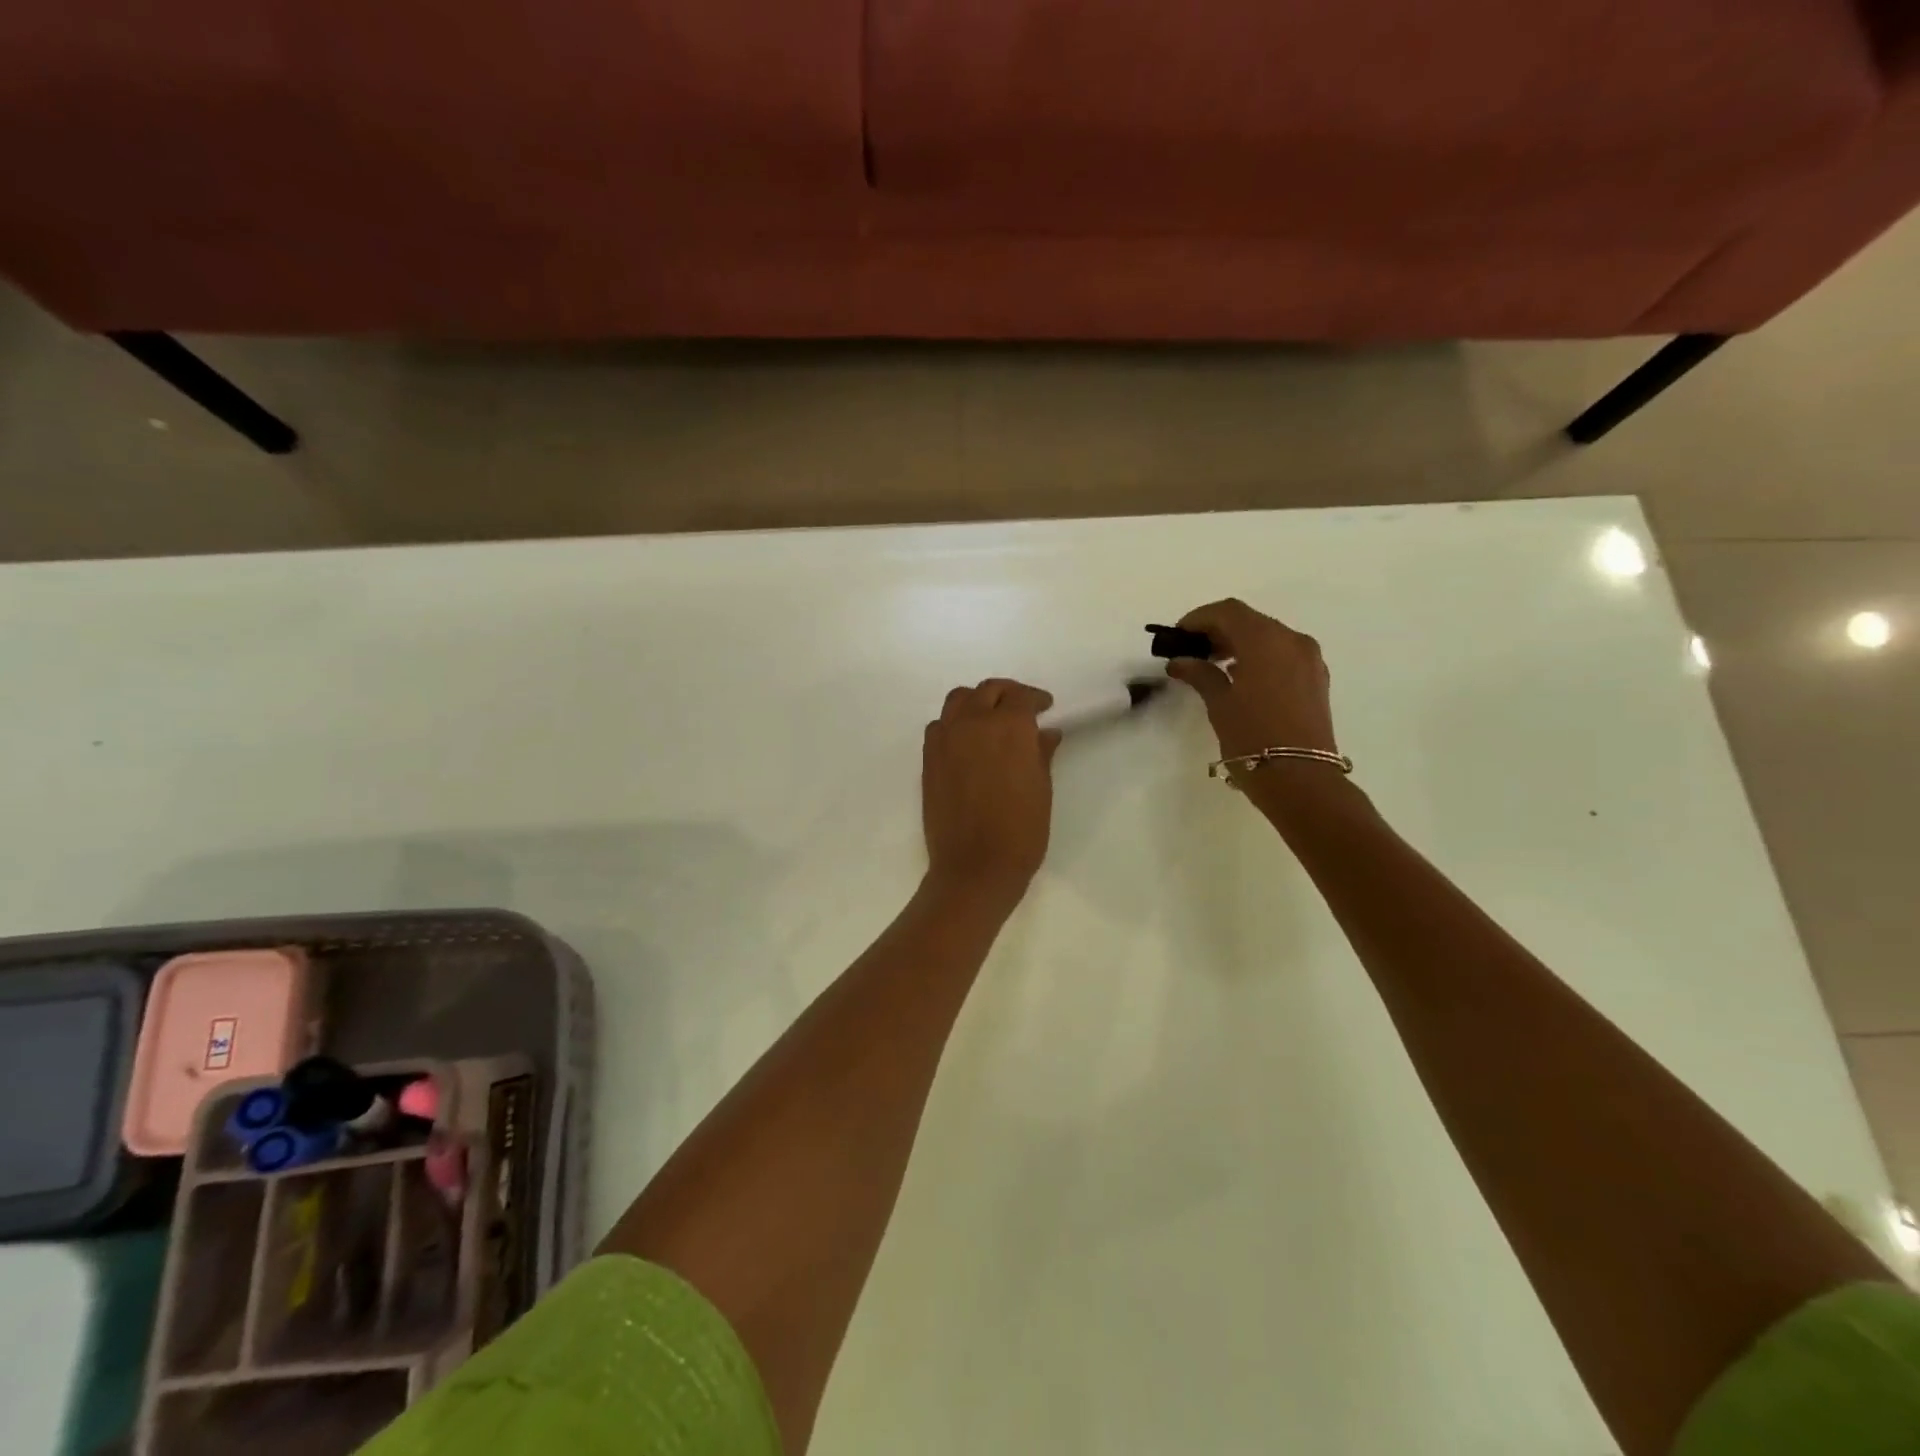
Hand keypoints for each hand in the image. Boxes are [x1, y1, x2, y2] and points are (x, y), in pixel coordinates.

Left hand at [921, 679, 1059, 906]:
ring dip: (977, 701)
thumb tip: (1046, 733)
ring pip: (958, 700)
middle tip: (1021, 707)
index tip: (1046, 707)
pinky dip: (954, 722)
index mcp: (1008, 728)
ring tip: (990, 717)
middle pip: (988, 690)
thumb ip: (1041, 753)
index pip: (1021, 697)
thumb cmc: (1020, 831)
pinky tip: (966, 740)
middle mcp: (973, 723)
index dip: (1036, 699)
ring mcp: (945, 739)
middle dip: (1007, 693)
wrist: (974, 866)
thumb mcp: (1041, 789)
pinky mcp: (928, 758)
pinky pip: (939, 725)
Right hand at [1164, 599, 1338, 758]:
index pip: (1227, 612)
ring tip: (1212, 666)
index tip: (1177, 636)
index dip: (1198, 618)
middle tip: (1191, 651)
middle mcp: (1292, 640)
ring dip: (1239, 643)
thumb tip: (1180, 661)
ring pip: (1268, 636)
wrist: (1300, 778)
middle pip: (1249, 620)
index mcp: (1265, 640)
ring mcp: (1308, 659)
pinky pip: (1282, 653)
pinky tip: (1239, 678)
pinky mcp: (1315, 678)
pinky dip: (1258, 656)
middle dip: (1218, 630)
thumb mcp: (1219, 703)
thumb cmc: (1252, 737)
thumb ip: (1199, 673)